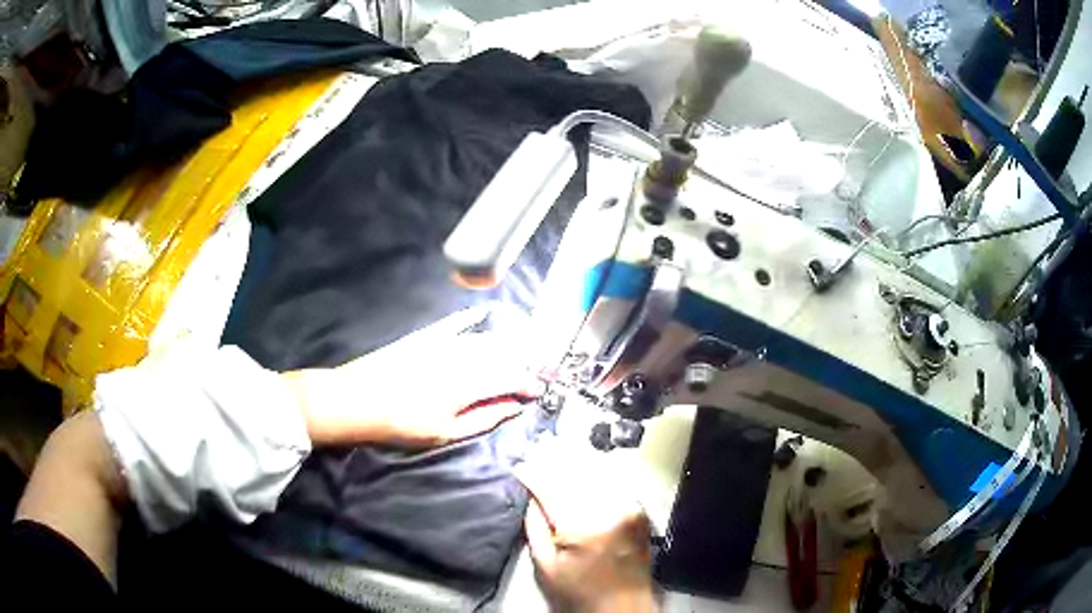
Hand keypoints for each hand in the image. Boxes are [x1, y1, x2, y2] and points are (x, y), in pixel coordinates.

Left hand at [284, 327, 534, 448]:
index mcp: (469, 383)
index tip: (538, 390)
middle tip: (531, 373)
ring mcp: (442, 343)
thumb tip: (514, 407)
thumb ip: (484, 419)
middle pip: (502, 354)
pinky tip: (482, 314)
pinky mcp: (424, 337)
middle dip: (522, 362)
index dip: (529, 383)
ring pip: (483, 339)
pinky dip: (470, 319)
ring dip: (503, 345)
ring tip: (515, 352)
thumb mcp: (445, 433)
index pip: (510, 378)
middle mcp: (461, 357)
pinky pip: (454, 323)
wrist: (356, 400)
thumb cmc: (401, 424)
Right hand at [514, 439, 656, 612]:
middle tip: (536, 450)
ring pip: (596, 474)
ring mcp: (629, 507)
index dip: (533, 475)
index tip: (519, 466)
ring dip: (574, 464)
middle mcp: (609, 509)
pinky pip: (614, 483)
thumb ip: (535, 526)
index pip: (552, 488)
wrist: (622, 605)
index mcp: (583, 525)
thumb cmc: (579, 591)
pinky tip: (583, 469)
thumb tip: (531, 495)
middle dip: (553, 462)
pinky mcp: (639, 510)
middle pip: (575, 475)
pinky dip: (596, 475)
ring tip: (556, 452)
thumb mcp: (545, 565)